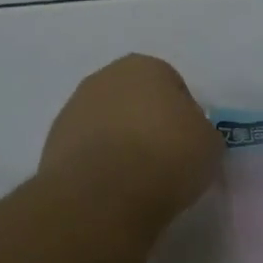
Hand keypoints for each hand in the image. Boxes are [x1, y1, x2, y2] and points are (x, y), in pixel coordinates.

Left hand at [40, 54, 220, 229]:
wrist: (104, 195)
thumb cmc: (166, 157)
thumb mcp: (209, 143)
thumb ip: (199, 131)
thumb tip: (186, 136)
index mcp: (145, 66)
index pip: (173, 86)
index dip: (183, 117)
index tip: (188, 145)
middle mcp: (104, 78)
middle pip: (135, 100)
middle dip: (147, 124)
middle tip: (163, 160)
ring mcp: (73, 109)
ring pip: (107, 124)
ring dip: (119, 144)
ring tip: (136, 180)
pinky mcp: (52, 144)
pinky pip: (87, 150)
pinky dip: (98, 165)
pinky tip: (111, 189)